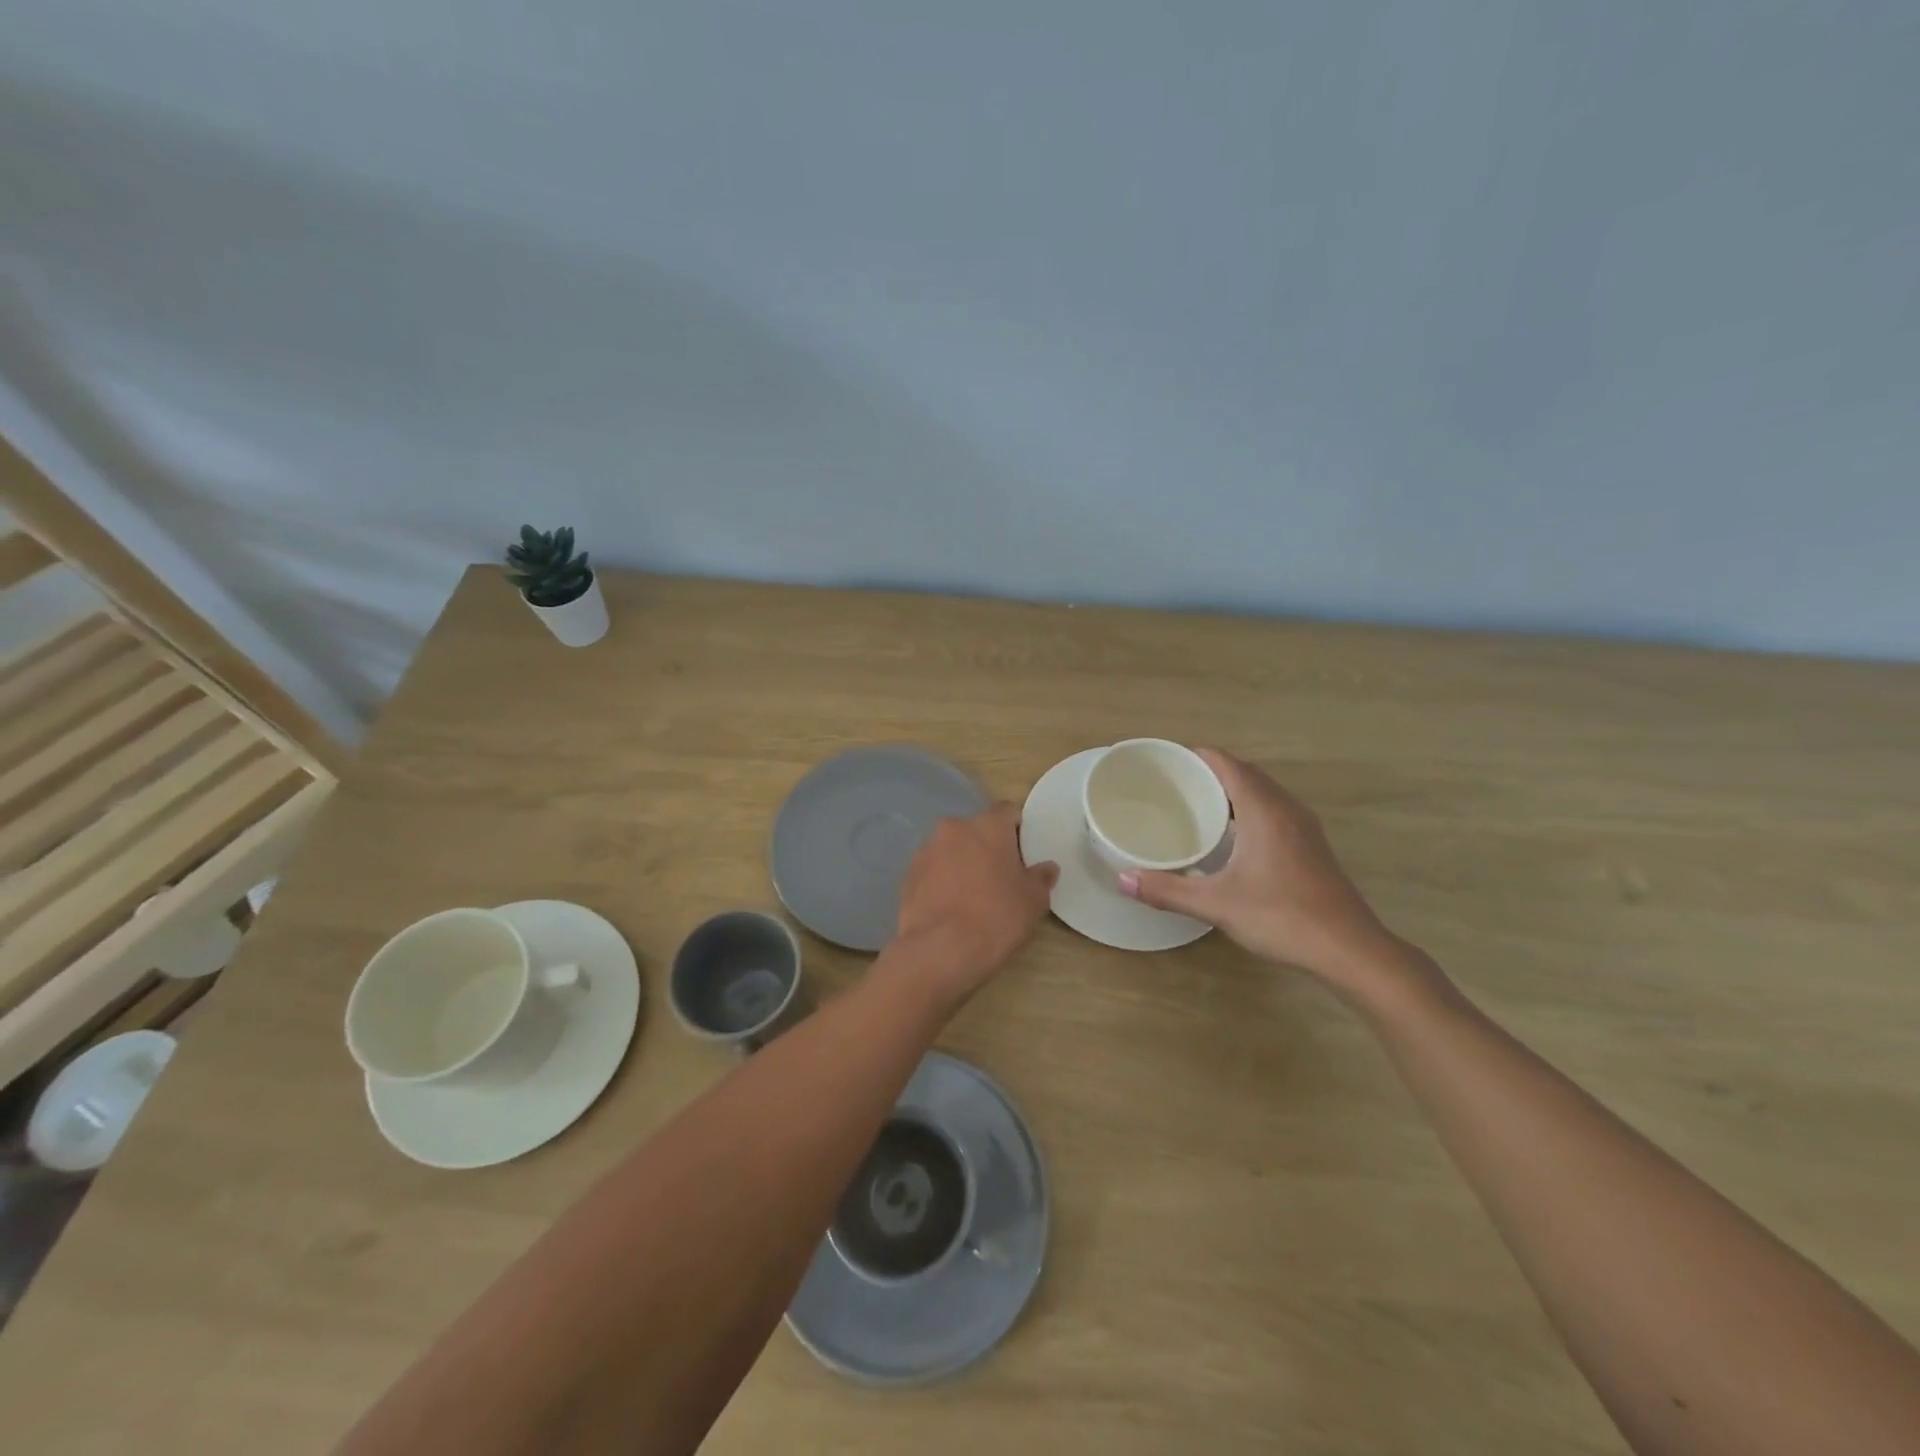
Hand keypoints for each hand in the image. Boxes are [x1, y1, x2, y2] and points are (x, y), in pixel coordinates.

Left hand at [891, 803, 1058, 1004]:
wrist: (938, 951)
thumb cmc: (995, 918)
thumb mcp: (1033, 901)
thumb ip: (1041, 878)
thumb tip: (1046, 868)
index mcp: (988, 826)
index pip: (1008, 811)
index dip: (1018, 829)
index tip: (1024, 854)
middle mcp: (954, 828)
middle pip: (977, 830)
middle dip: (989, 848)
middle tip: (1001, 878)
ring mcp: (926, 850)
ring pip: (952, 849)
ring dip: (963, 863)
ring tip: (973, 896)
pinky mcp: (908, 875)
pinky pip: (933, 870)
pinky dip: (942, 881)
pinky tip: (951, 908)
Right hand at [1119, 750, 1408, 996]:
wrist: (1350, 950)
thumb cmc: (1282, 917)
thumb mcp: (1217, 904)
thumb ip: (1168, 890)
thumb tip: (1122, 880)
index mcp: (1264, 810)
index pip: (1227, 764)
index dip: (1197, 757)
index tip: (1166, 762)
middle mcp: (1286, 809)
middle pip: (1245, 774)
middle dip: (1210, 773)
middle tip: (1172, 785)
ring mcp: (1304, 828)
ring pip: (1262, 793)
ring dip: (1231, 791)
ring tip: (1195, 806)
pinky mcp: (1311, 846)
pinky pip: (1273, 811)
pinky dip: (1247, 810)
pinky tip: (1230, 837)